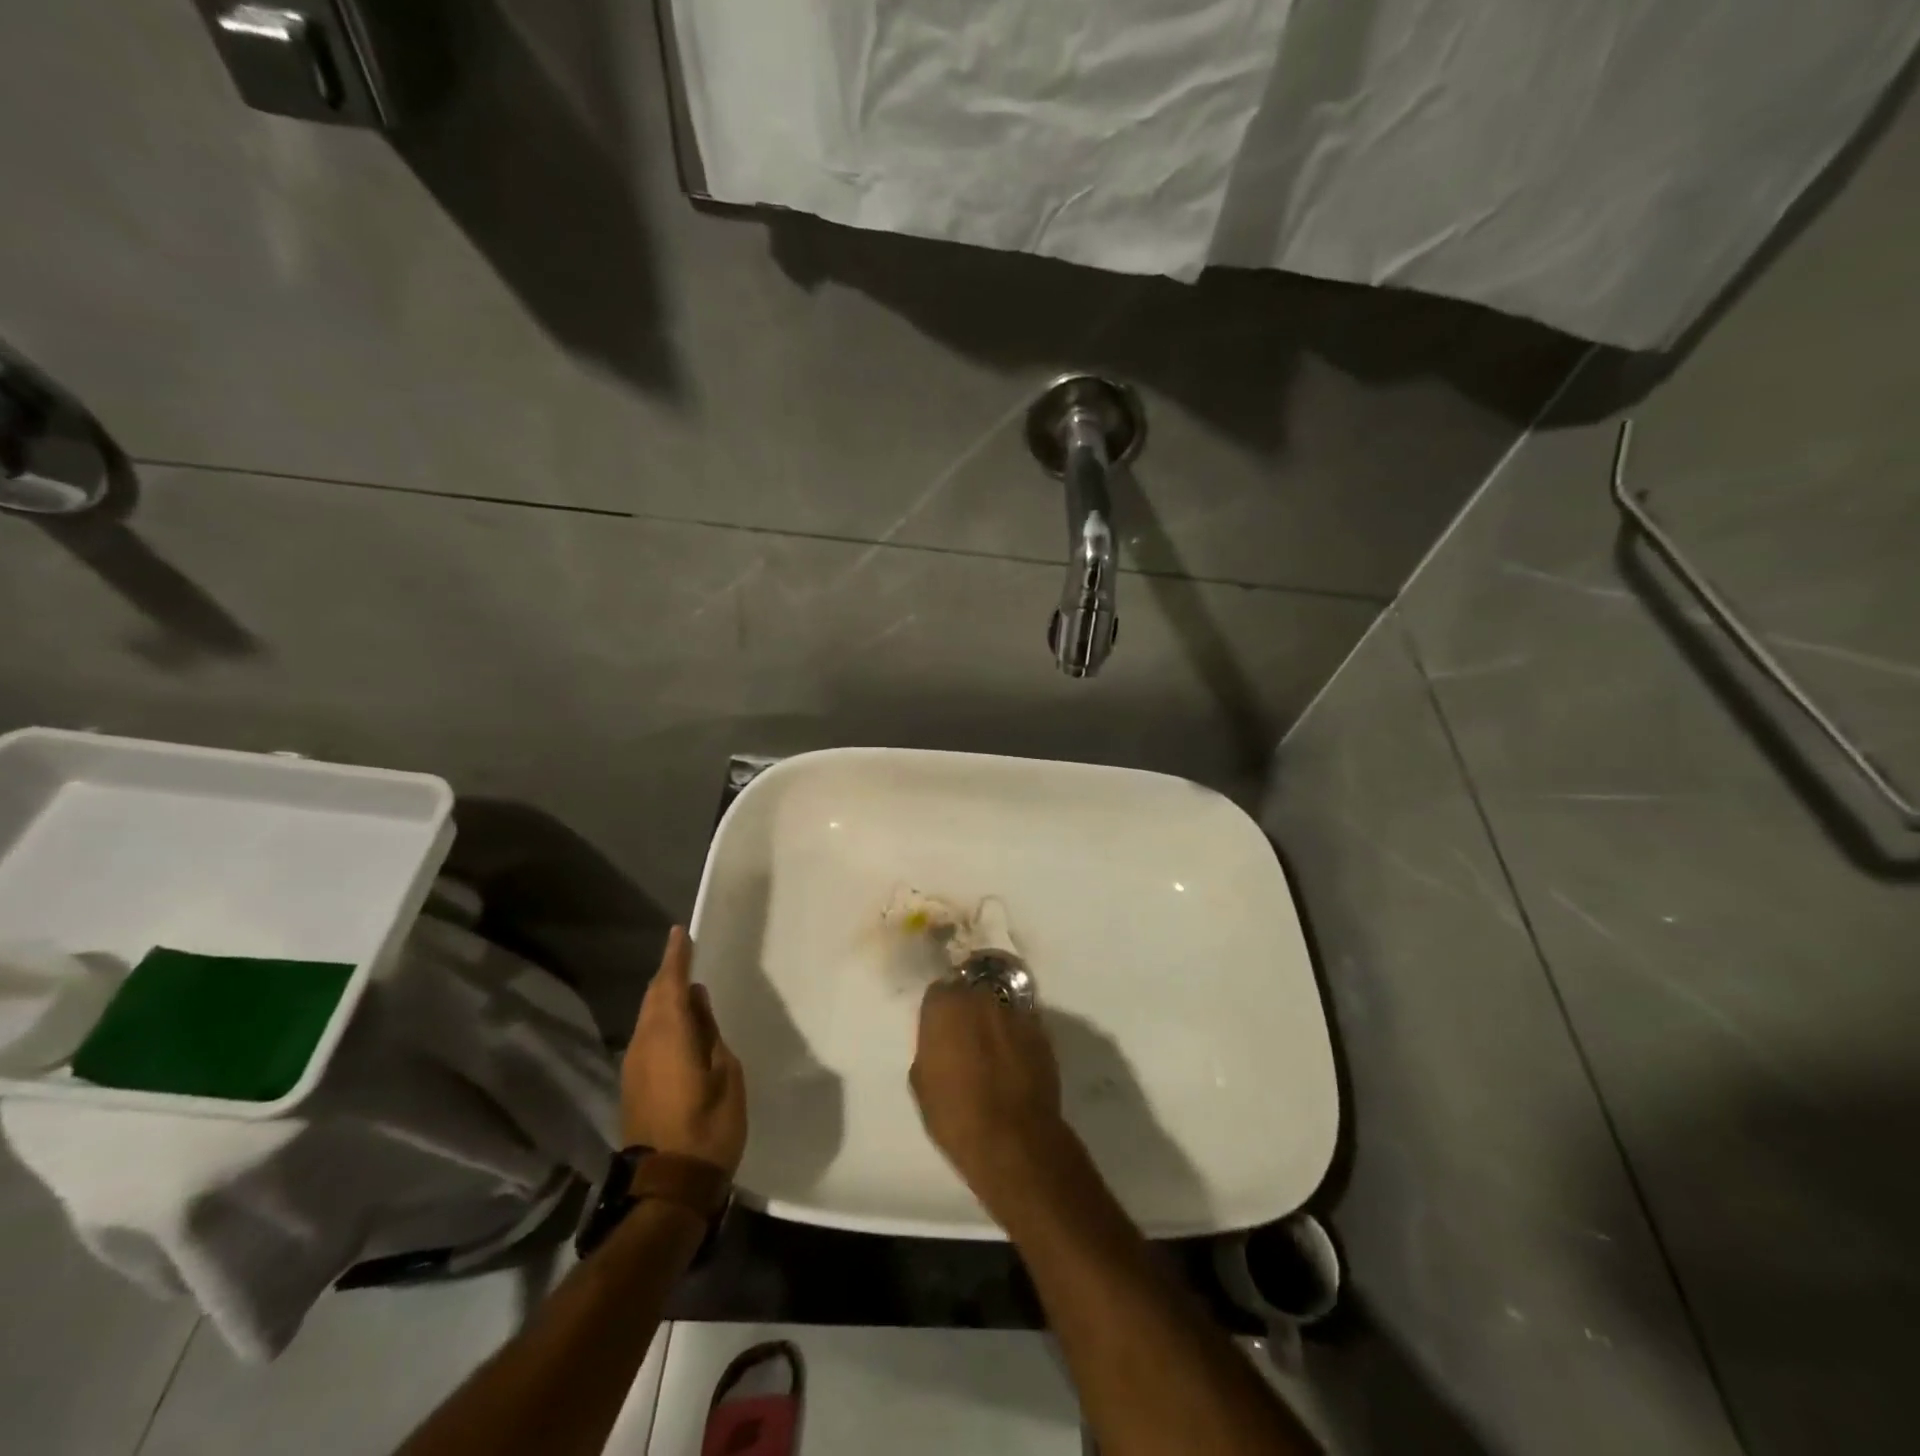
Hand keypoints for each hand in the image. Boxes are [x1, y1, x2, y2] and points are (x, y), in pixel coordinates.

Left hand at [622, 927, 746, 1175]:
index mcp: (668, 1035)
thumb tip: (695, 1001)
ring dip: (664, 997)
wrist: (669, 1186)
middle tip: (686, 954)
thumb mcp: (725, 1072)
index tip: (680, 932)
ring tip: (687, 986)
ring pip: (648, 1017)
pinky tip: (679, 1024)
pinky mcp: (633, 1084)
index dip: (676, 956)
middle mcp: (643, 1043)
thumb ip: (708, 1031)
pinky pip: (647, 1036)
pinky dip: (661, 1020)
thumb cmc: (708, 1126)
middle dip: (668, 974)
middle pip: (653, 997)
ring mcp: (634, 1065)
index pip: (669, 983)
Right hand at [910, 978, 1070, 1210]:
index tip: (939, 1031)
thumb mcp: (921, 1082)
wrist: (1013, 1140)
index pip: (938, 991)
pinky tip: (1015, 1065)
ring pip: (999, 1009)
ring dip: (994, 1024)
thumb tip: (941, 1042)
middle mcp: (982, 998)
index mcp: (946, 1005)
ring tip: (993, 1054)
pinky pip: (1022, 1028)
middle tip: (965, 1040)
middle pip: (971, 994)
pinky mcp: (1042, 1033)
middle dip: (967, 1011)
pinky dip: (1017, 1040)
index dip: (938, 1011)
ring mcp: (1016, 1013)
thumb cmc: (955, 1114)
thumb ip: (930, 1047)